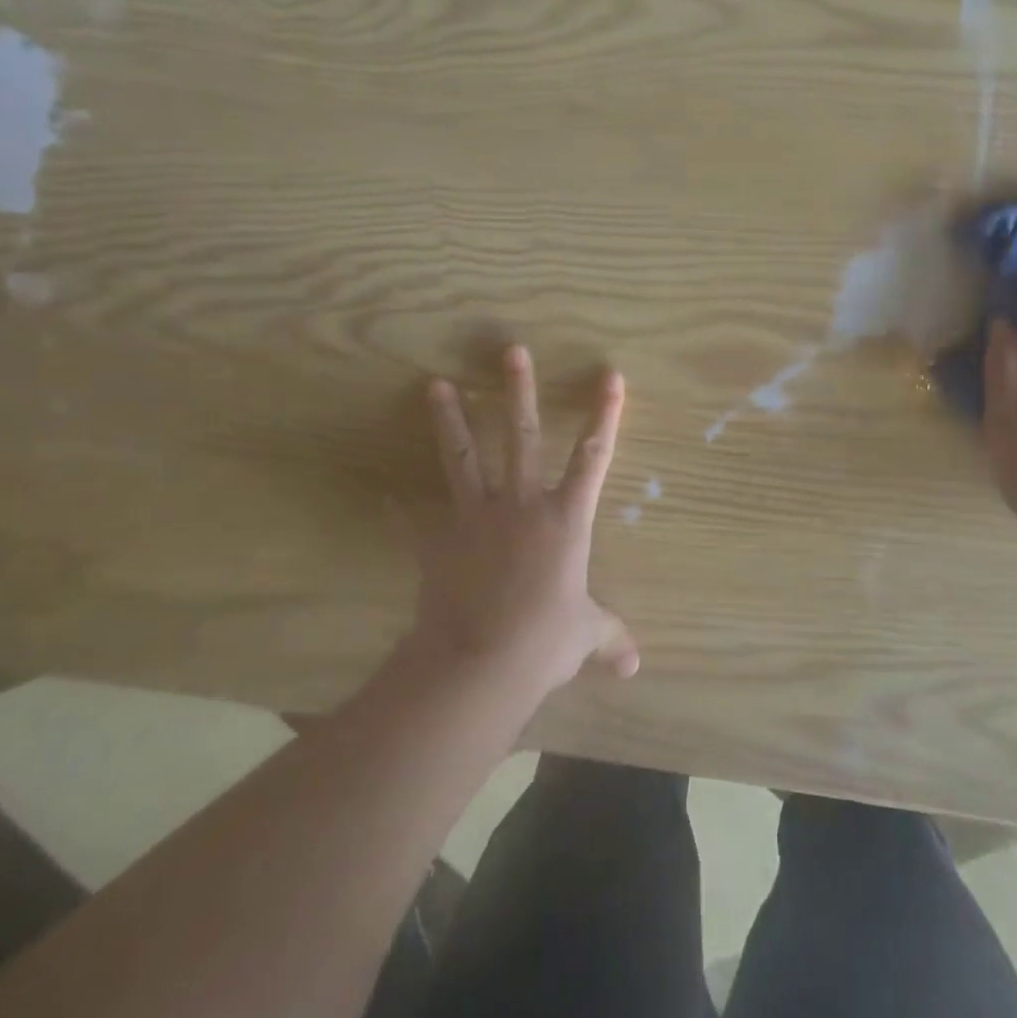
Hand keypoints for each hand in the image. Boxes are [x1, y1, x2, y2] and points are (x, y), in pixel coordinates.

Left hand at [418, 345, 637, 693]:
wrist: (481, 662)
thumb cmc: (544, 641)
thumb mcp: (584, 637)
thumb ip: (609, 638)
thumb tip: (635, 666)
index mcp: (564, 519)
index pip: (593, 457)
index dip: (605, 415)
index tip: (610, 376)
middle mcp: (521, 504)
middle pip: (521, 436)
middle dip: (518, 391)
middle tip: (511, 351)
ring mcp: (476, 517)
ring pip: (464, 457)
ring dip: (451, 419)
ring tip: (435, 384)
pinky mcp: (438, 540)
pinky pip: (413, 519)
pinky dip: (397, 508)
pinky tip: (381, 494)